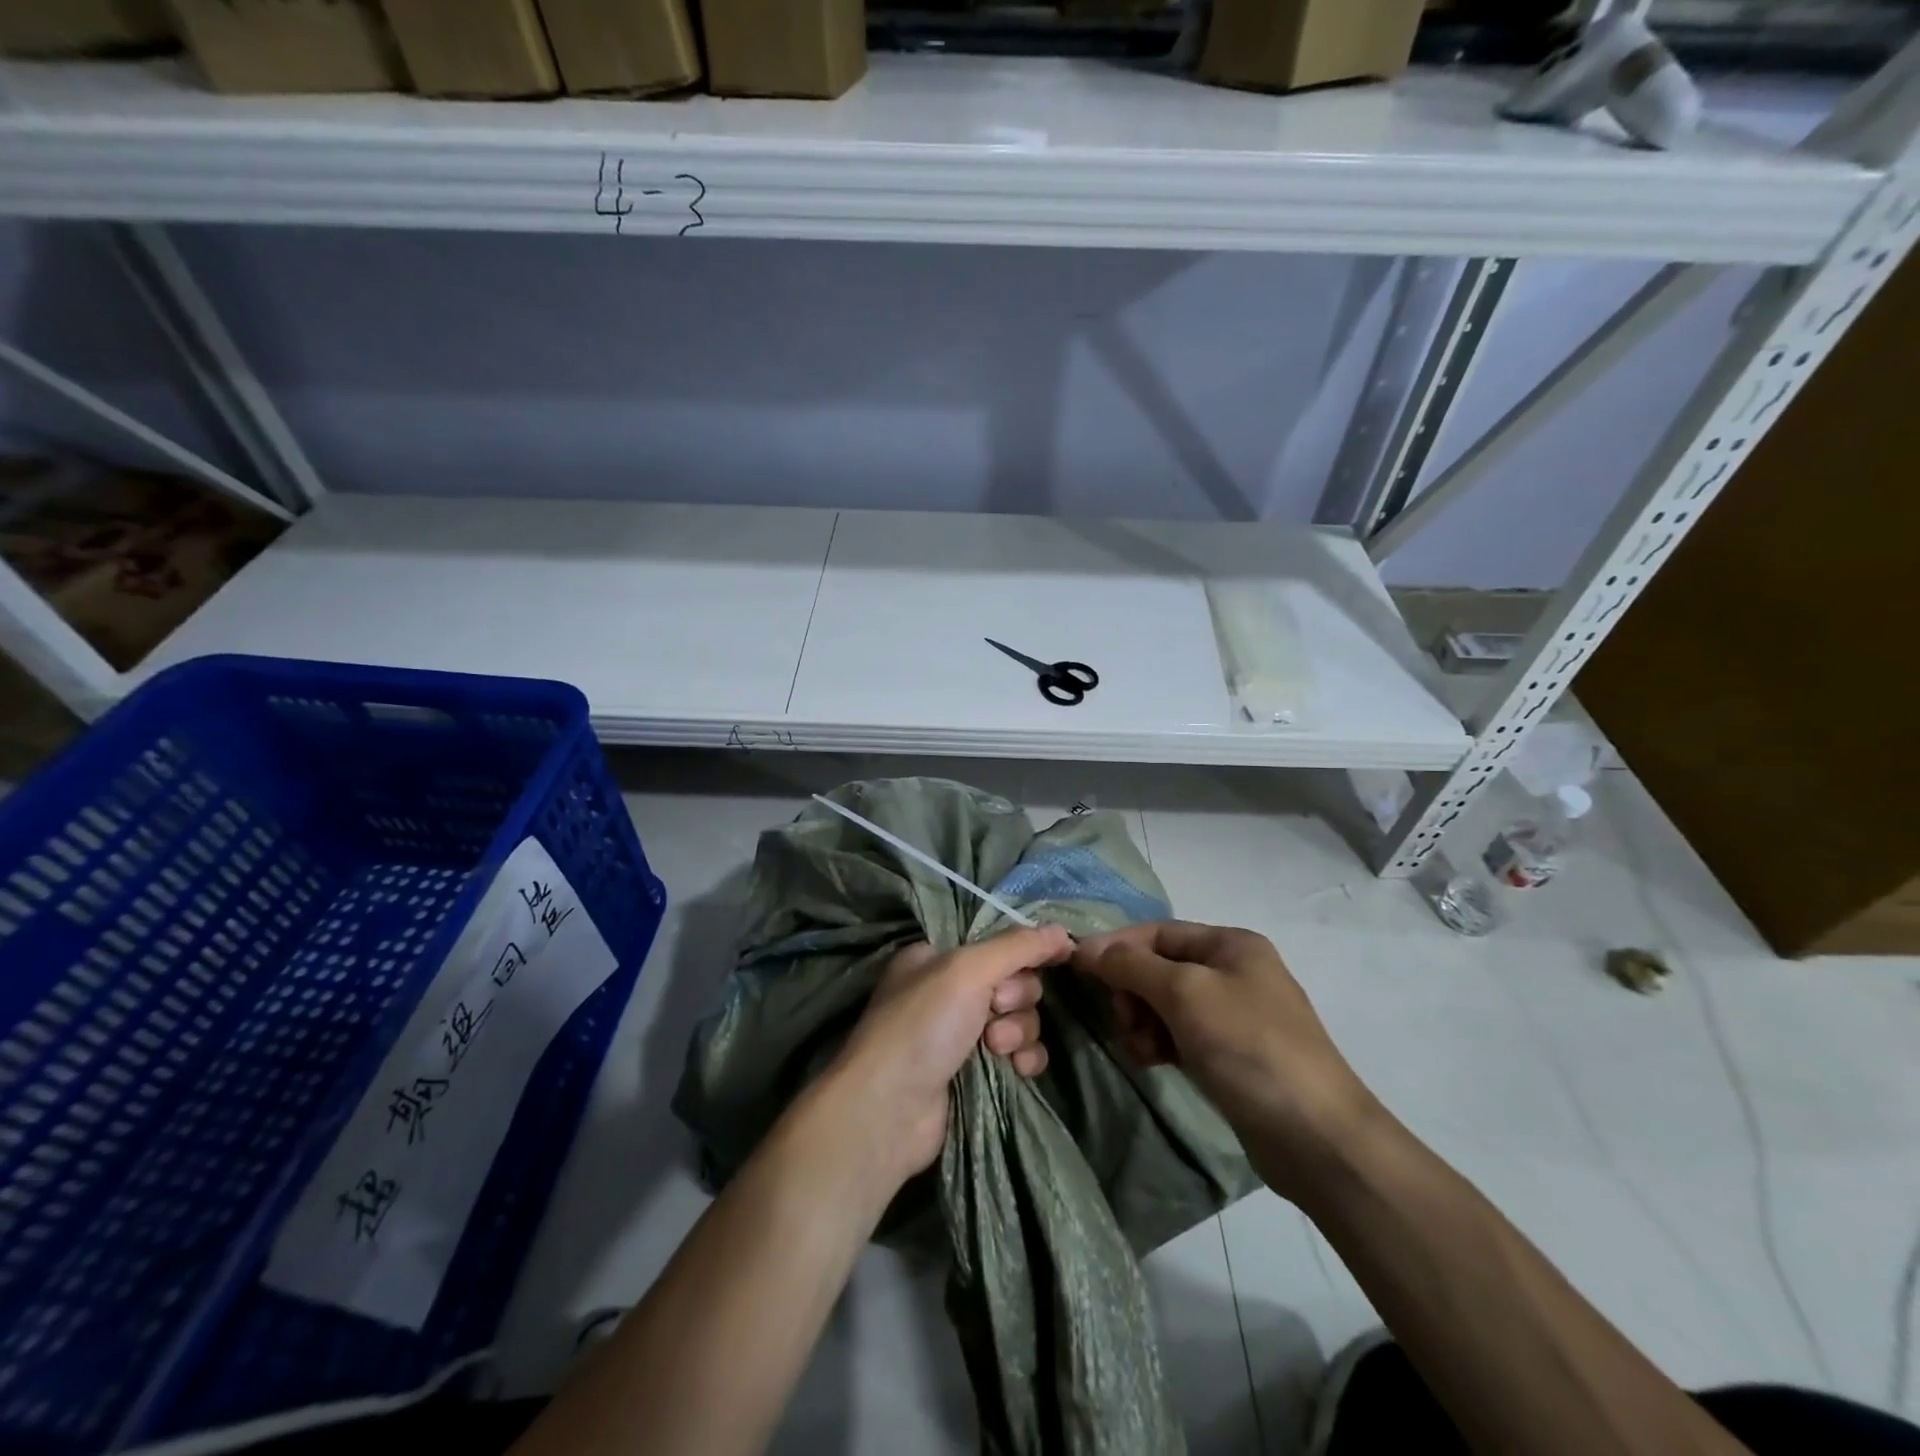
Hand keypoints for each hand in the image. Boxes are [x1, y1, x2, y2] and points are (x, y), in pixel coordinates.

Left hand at [830, 926, 1072, 1185]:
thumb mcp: (968, 971)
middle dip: (1016, 997)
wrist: (889, 1112)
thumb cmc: (923, 1026)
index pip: (998, 944)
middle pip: (1014, 981)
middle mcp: (949, 991)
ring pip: (1020, 1018)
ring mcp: (961, 1034)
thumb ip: (1018, 947)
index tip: (1056, 959)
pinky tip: (1017, 1069)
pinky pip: (1020, 1054)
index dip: (1024, 953)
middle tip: (995, 1010)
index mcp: (938, 957)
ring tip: (996, 1047)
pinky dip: (1024, 1057)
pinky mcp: (976, 1073)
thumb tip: (1064, 932)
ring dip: (1018, 1030)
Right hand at [1074, 921, 1377, 1197]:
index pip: (1157, 932)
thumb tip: (1085, 947)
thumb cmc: (1248, 1046)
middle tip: (1123, 1020)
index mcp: (1230, 944)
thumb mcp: (1184, 994)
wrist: (1316, 1137)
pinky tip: (1153, 1061)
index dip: (1116, 947)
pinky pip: (1180, 1034)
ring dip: (1143, 1020)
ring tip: (1141, 1048)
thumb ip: (1131, 965)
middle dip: (1132, 990)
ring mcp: (1234, 1014)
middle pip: (1159, 967)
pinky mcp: (1231, 1054)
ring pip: (1166, 1004)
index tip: (1078, 969)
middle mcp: (1233, 971)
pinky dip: (1160, 1042)